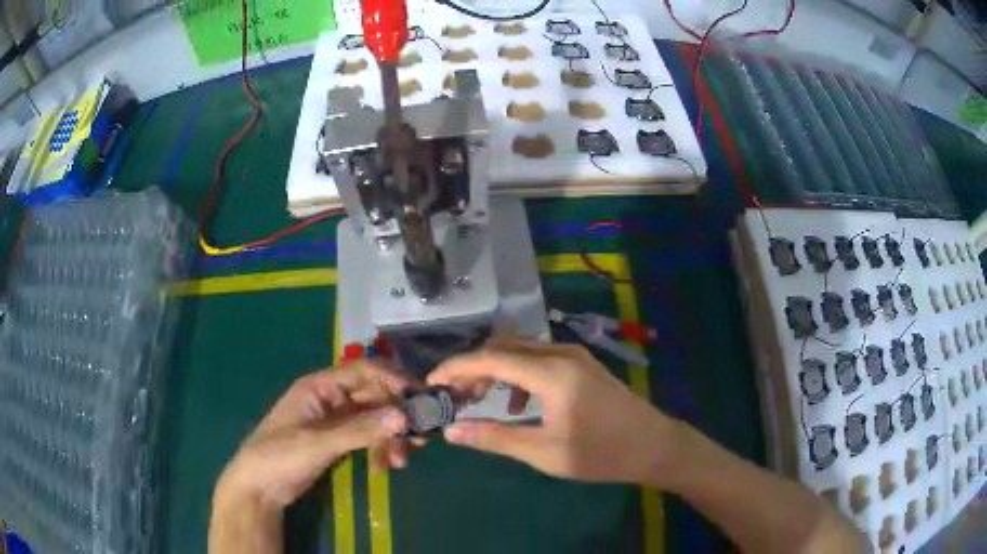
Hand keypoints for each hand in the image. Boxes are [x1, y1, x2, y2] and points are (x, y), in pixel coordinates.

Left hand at [214, 361, 414, 511]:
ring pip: (374, 418)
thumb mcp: (319, 444)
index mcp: (319, 386)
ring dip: (390, 436)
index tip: (420, 399)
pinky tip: (385, 467)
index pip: (363, 371)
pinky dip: (379, 448)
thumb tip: (403, 417)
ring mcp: (335, 420)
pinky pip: (367, 436)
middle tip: (420, 438)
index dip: (393, 380)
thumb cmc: (279, 456)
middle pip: (373, 395)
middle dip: (396, 415)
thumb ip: (360, 430)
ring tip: (400, 461)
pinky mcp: (337, 440)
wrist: (259, 488)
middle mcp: (330, 397)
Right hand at [428, 338, 678, 484]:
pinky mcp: (581, 364)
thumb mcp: (545, 452)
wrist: (654, 445)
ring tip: (480, 398)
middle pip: (503, 347)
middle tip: (455, 395)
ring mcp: (574, 355)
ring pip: (520, 350)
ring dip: (494, 369)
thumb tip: (452, 431)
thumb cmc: (601, 454)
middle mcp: (560, 353)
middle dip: (473, 367)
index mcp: (551, 372)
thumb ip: (496, 438)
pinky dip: (517, 373)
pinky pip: (538, 358)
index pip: (490, 358)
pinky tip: (518, 404)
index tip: (431, 382)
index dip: (456, 368)